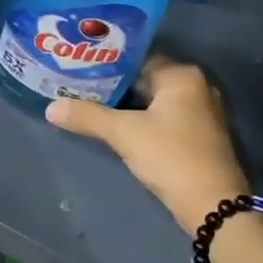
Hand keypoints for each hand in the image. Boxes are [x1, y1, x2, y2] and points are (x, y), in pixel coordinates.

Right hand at [45, 55, 249, 234]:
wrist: (213, 206)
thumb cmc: (170, 157)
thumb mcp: (124, 134)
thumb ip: (87, 116)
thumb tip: (50, 108)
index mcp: (182, 75)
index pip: (138, 56)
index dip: (107, 60)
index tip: (79, 63)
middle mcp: (195, 87)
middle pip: (145, 77)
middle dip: (113, 83)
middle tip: (77, 83)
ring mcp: (200, 112)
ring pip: (153, 99)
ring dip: (125, 103)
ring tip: (88, 102)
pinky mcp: (198, 135)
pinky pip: (162, 117)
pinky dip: (140, 118)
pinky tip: (115, 125)